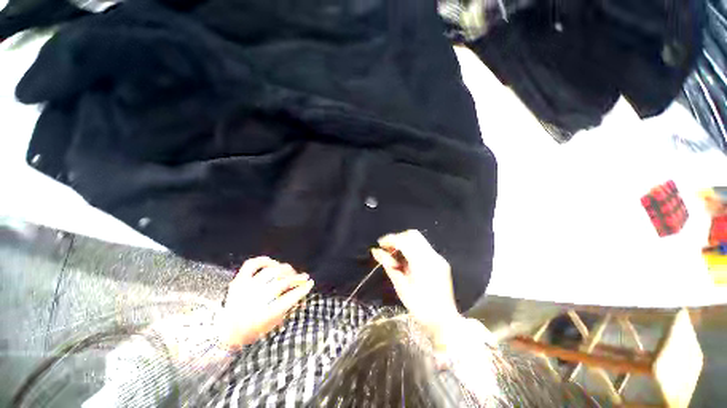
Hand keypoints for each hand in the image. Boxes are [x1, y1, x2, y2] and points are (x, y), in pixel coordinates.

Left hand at [217, 257, 313, 349]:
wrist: (223, 333)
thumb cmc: (251, 332)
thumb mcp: (271, 326)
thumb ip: (287, 309)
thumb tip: (301, 296)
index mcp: (264, 315)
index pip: (289, 298)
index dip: (302, 289)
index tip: (310, 283)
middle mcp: (255, 298)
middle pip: (282, 283)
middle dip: (297, 278)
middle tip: (304, 277)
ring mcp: (245, 287)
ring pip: (271, 272)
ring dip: (285, 269)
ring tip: (291, 271)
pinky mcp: (238, 280)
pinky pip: (252, 264)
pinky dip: (264, 261)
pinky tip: (273, 263)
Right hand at [371, 230, 462, 341]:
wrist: (444, 321)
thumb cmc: (420, 307)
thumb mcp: (401, 286)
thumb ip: (389, 265)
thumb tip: (376, 251)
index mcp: (422, 262)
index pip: (403, 241)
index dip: (390, 239)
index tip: (380, 244)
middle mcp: (432, 256)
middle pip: (413, 235)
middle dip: (398, 238)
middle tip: (387, 249)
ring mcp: (438, 258)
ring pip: (419, 239)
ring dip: (405, 242)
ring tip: (395, 254)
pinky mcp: (440, 262)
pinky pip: (423, 247)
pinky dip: (412, 248)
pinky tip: (406, 260)